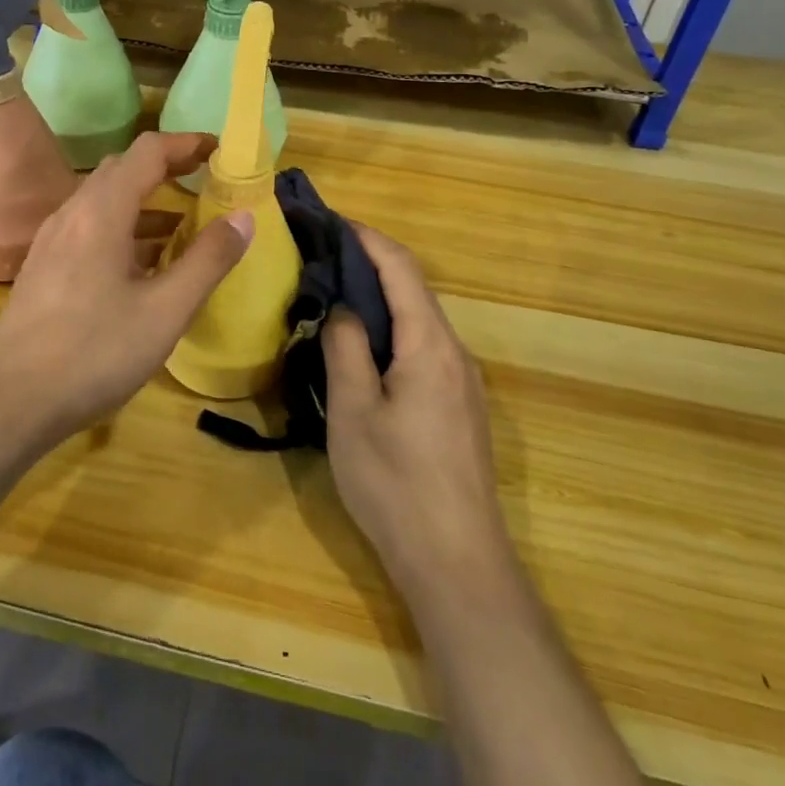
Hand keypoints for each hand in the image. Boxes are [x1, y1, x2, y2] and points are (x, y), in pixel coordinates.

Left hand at [0, 131, 253, 442]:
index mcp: (102, 211)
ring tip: (185, 224)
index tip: (221, 151)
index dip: (186, 144)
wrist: (9, 400)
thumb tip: (244, 217)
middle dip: (167, 168)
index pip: (148, 152)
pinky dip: (125, 229)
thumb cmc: (93, 352)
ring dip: (146, 202)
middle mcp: (74, 213)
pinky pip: (91, 229)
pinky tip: (144, 265)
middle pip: (123, 169)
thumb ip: (208, 261)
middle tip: (206, 182)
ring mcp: (54, 241)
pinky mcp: (46, 268)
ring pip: (105, 201)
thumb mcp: (165, 310)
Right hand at [322, 225, 511, 597]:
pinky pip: (424, 351)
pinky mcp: (460, 409)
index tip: (330, 221)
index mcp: (430, 345)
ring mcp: (463, 383)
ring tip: (334, 299)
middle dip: (369, 266)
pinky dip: (392, 333)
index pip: (401, 268)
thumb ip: (345, 347)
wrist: (457, 563)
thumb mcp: (353, 411)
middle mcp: (455, 353)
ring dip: (380, 302)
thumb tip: (342, 306)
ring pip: (419, 322)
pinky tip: (364, 352)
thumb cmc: (396, 483)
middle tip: (321, 260)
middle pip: (414, 291)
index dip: (367, 238)